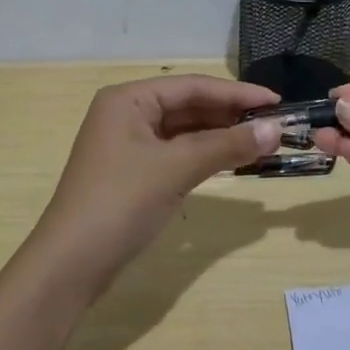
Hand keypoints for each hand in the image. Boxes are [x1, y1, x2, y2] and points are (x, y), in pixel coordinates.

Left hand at [25, 75, 280, 297]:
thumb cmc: (120, 203)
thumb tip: (276, 130)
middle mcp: (126, 114)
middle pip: (188, 106)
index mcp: (129, 99)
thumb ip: (226, 146)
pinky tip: (232, 161)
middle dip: (230, 115)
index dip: (237, 93)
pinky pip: (177, 154)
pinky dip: (204, 156)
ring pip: (184, 132)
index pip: (193, 86)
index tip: (278, 103)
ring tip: (262, 143)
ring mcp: (128, 145)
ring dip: (220, 137)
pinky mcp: (133, 173)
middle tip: (275, 126)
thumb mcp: (176, 169)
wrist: (71, 263)